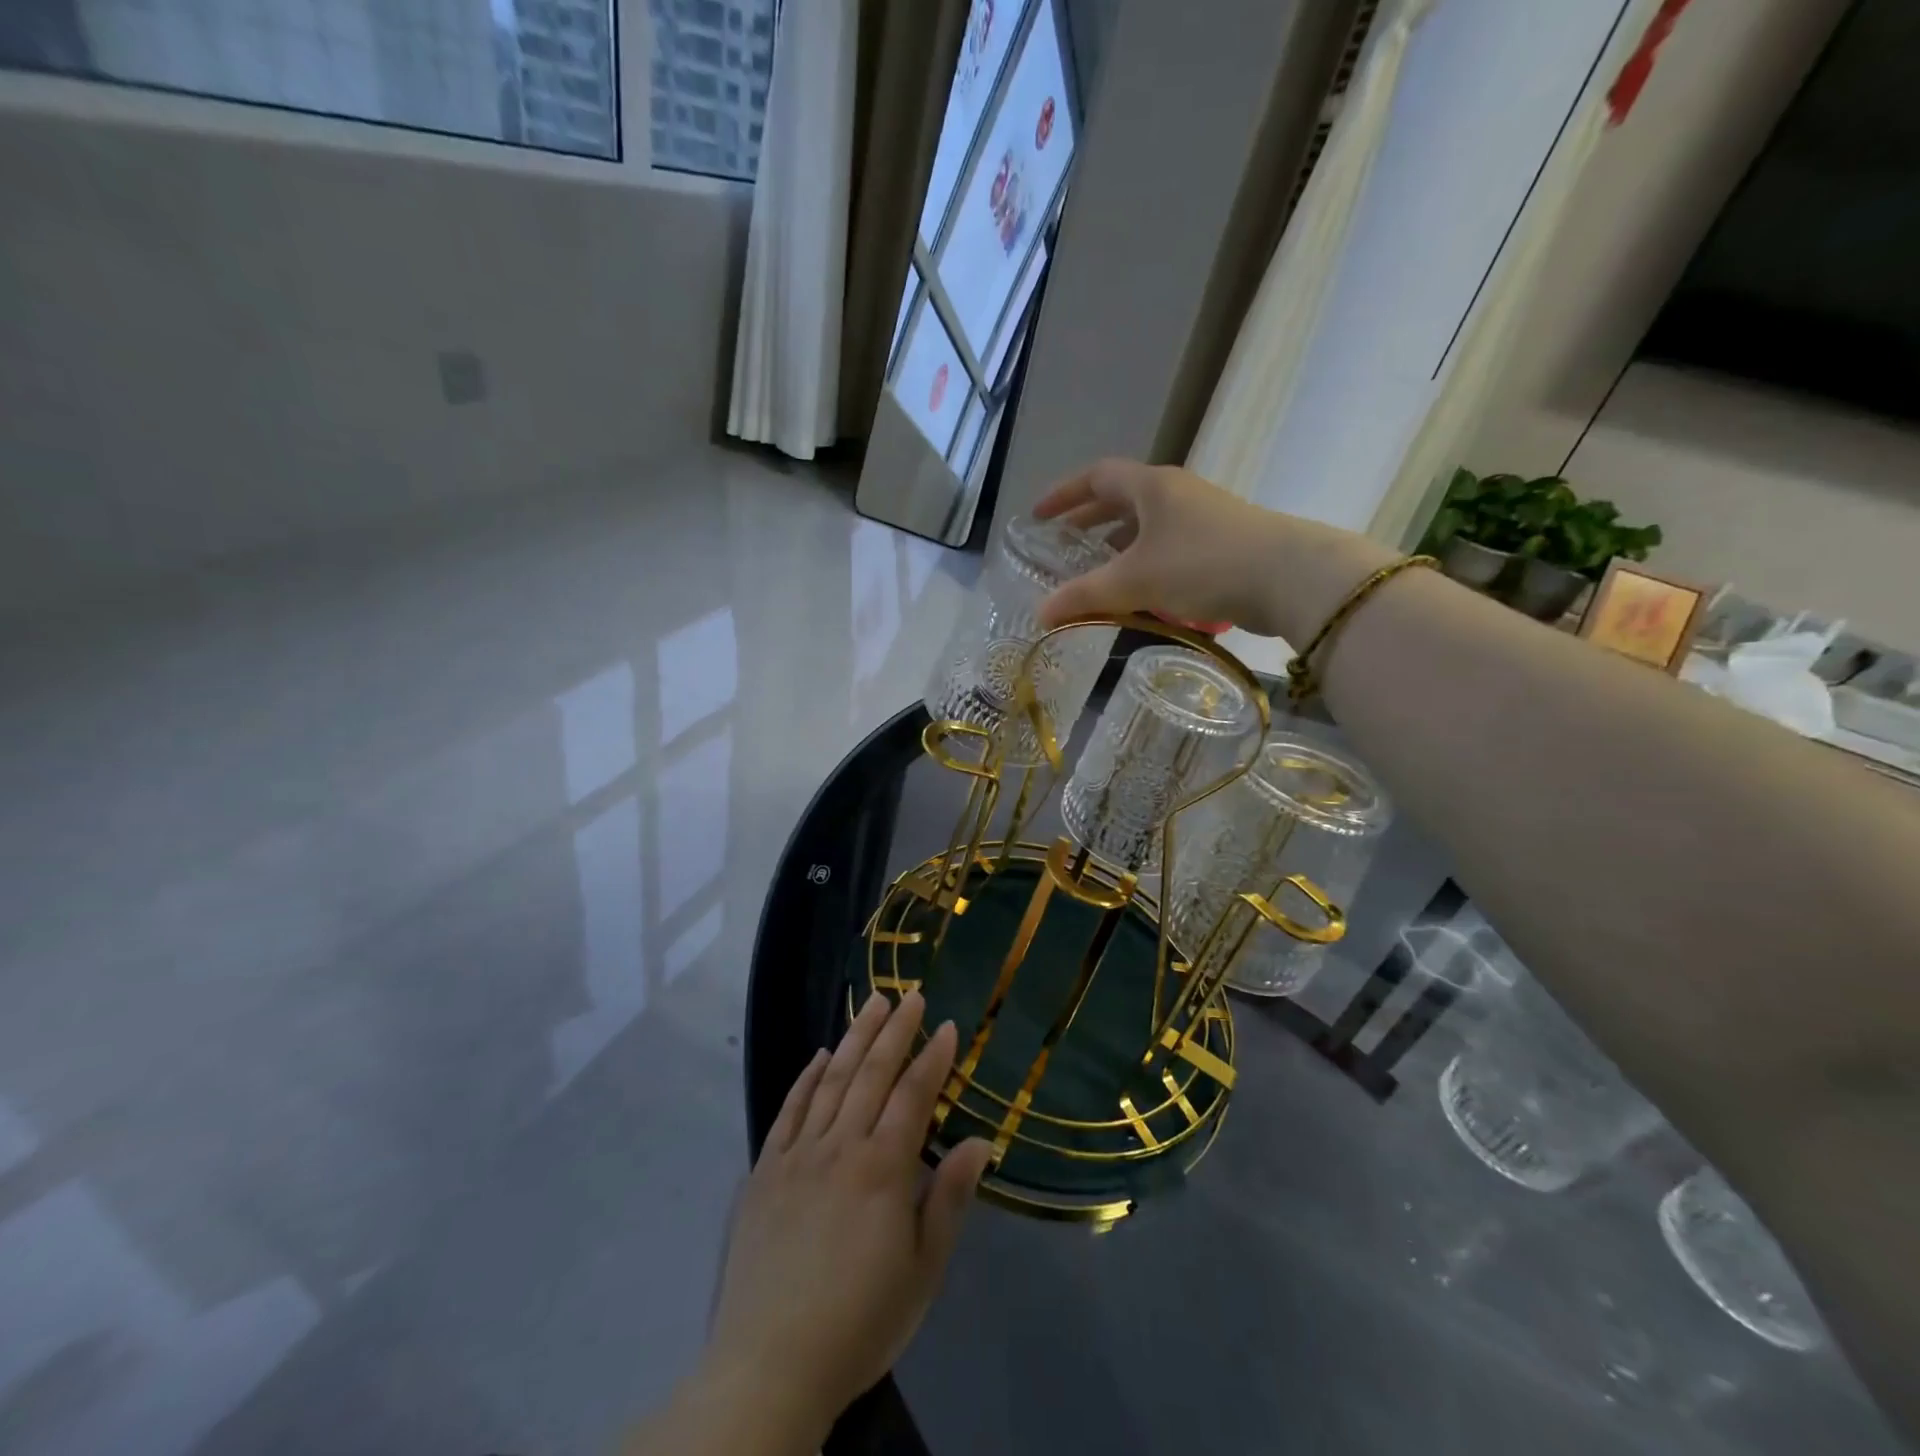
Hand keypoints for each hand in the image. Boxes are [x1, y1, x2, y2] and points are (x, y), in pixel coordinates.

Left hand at [704, 993, 993, 1439]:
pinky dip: (807, 1077)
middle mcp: (841, 1146)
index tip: (947, 1025)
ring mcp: (798, 1154)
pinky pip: (789, 1110)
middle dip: (895, 1030)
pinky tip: (820, 1055)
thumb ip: (948, 1198)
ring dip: (855, 1038)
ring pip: (832, 1080)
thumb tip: (980, 1141)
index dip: (933, 1057)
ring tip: (872, 1004)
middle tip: (909, 994)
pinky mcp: (765, 1170)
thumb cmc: (861, 1319)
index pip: (914, 1095)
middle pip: (872, 1074)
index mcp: (883, 1168)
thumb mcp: (923, 1270)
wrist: (770, 1364)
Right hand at [1033, 459, 1294, 634]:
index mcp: (1152, 486)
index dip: (1063, 494)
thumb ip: (1084, 596)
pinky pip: (1168, 546)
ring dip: (1117, 544)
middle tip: (1061, 545)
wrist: (1289, 578)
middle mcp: (1176, 493)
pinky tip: (1141, 591)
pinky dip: (1145, 563)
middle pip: (1122, 498)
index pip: (1096, 476)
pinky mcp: (1221, 544)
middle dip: (1088, 520)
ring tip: (1096, 571)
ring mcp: (1202, 517)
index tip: (1038, 517)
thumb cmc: (1202, 565)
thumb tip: (1040, 614)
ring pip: (1147, 524)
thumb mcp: (1135, 580)